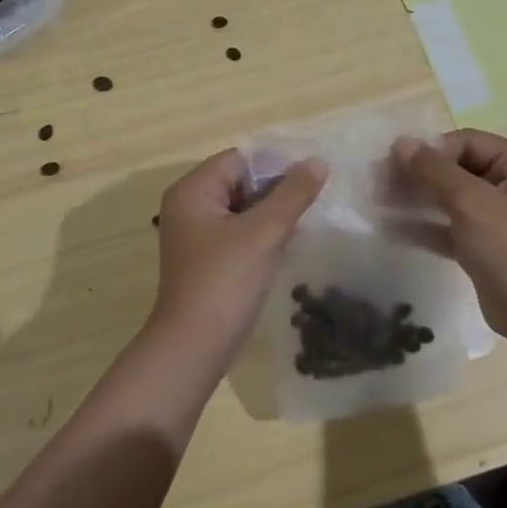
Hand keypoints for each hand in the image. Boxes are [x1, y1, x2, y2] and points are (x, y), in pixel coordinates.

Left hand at [150, 149, 327, 361]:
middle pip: (240, 181)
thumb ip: (293, 194)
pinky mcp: (205, 258)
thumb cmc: (226, 281)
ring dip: (272, 212)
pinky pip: (238, 232)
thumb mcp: (264, 232)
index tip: (313, 176)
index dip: (277, 163)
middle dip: (276, 189)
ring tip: (308, 217)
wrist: (194, 347)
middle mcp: (188, 205)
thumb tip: (318, 162)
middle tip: (315, 198)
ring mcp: (195, 234)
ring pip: (241, 208)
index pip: (240, 159)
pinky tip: (288, 242)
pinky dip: (261, 233)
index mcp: (193, 190)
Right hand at [392, 130, 506, 343]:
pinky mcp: (484, 248)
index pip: (468, 142)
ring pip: (449, 199)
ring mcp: (498, 219)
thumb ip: (434, 170)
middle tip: (378, 182)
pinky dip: (423, 226)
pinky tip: (391, 227)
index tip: (395, 162)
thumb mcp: (472, 202)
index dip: (431, 149)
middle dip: (418, 175)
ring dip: (415, 199)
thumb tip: (400, 142)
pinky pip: (449, 227)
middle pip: (456, 169)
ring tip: (378, 201)